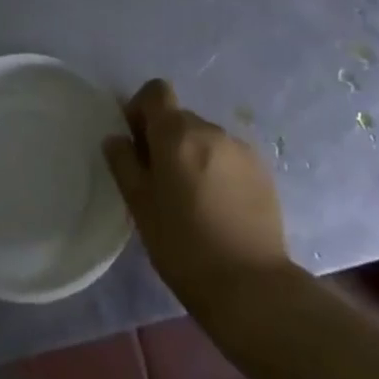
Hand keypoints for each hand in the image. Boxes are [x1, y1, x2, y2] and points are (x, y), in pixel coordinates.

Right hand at [103, 79, 292, 320]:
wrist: (252, 287)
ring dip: (192, 155)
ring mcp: (241, 150)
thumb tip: (116, 138)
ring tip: (191, 199)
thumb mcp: (140, 206)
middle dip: (165, 139)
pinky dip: (217, 170)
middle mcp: (210, 130)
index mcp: (177, 133)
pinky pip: (229, 158)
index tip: (136, 143)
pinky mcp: (263, 173)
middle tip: (159, 180)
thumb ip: (124, 164)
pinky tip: (217, 208)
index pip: (156, 91)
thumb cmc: (183, 246)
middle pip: (180, 118)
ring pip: (205, 139)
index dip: (141, 109)